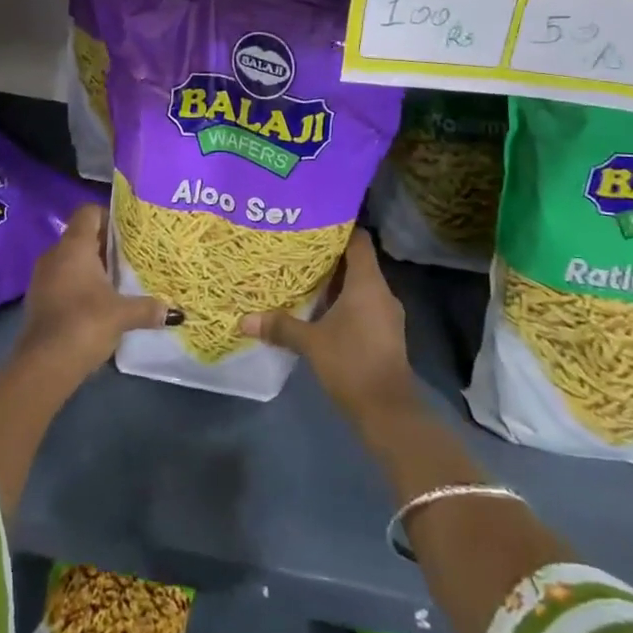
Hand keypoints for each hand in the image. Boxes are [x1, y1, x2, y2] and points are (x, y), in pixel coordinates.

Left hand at [16, 204, 173, 381]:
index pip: (88, 212)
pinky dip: (79, 285)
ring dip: (92, 267)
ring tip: (118, 281)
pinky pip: (62, 280)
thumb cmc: (85, 323)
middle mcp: (55, 254)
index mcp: (74, 246)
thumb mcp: (122, 314)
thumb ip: (148, 308)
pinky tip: (98, 302)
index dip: (108, 216)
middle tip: (131, 256)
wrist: (43, 365)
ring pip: (71, 259)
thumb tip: (175, 312)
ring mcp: (42, 277)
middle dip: (105, 245)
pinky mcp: (38, 299)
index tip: (129, 232)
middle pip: (81, 236)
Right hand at [238, 230, 415, 425]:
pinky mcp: (385, 333)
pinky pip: (363, 305)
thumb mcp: (311, 343)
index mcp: (368, 283)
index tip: (313, 222)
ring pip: (360, 286)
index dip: (339, 228)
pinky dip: (344, 302)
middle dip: (329, 257)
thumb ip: (280, 326)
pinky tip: (320, 310)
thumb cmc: (351, 363)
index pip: (358, 240)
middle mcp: (381, 292)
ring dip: (336, 282)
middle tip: (298, 250)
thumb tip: (243, 320)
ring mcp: (386, 314)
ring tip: (304, 277)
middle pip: (357, 262)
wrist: (388, 411)